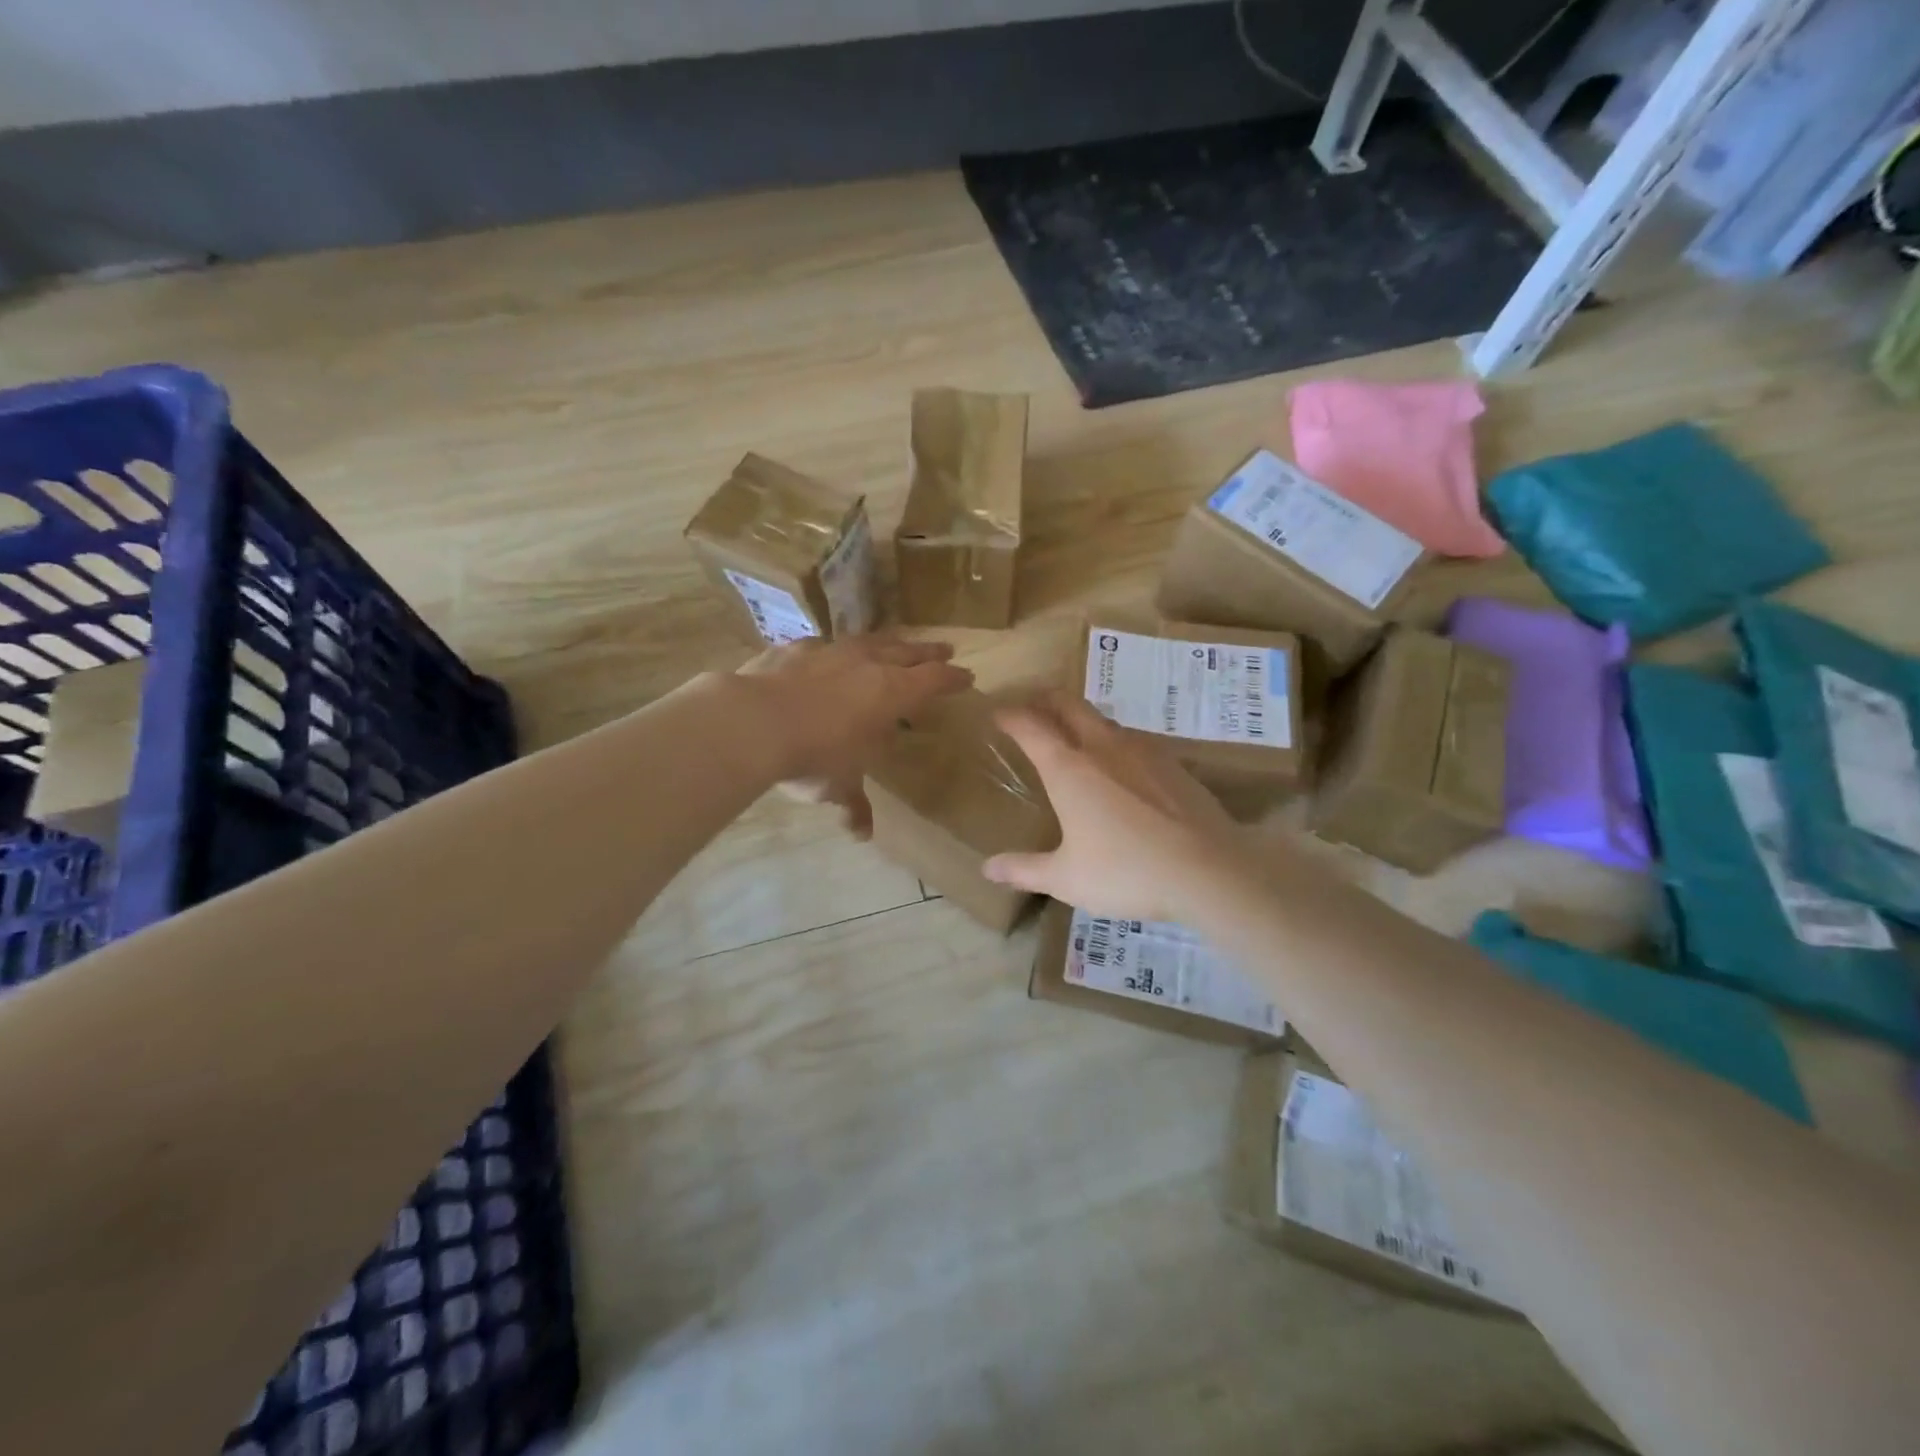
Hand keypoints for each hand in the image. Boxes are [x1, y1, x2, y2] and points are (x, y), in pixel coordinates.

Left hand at [737, 633, 972, 836]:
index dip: (953, 678)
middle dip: (929, 652)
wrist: (753, 722)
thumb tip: (861, 834)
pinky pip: (825, 645)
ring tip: (896, 643)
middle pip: (908, 651)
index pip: (934, 680)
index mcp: (892, 693)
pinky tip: (830, 654)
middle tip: (946, 649)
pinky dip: (836, 650)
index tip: (967, 677)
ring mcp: (830, 651)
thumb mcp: (838, 786)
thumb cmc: (813, 757)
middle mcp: (867, 664)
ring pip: (870, 640)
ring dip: (888, 642)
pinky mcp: (795, 648)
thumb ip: (854, 805)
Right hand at [981, 690, 1243, 922]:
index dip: (1009, 715)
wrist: (1208, 871)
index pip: (1030, 726)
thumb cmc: (1126, 872)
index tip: (997, 713)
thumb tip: (987, 869)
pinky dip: (1114, 742)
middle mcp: (1103, 747)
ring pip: (1103, 719)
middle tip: (1031, 707)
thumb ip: (1024, 870)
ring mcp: (1143, 750)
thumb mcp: (1066, 878)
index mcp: (1069, 768)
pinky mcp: (1173, 762)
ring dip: (1082, 719)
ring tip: (1073, 736)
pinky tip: (1121, 767)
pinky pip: (1133, 740)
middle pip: (1069, 704)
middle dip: (1045, 699)